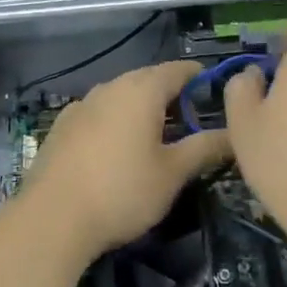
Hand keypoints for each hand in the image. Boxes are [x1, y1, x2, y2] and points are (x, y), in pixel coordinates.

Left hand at [26, 61, 231, 261]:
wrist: (53, 217)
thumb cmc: (122, 191)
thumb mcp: (172, 173)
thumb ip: (204, 148)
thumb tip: (234, 134)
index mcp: (141, 90)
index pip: (177, 70)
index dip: (198, 77)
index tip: (213, 89)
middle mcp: (110, 87)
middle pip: (146, 79)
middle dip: (170, 93)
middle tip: (190, 117)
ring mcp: (82, 104)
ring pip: (120, 95)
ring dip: (140, 107)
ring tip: (156, 133)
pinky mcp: (62, 126)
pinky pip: (98, 112)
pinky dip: (115, 120)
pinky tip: (116, 146)